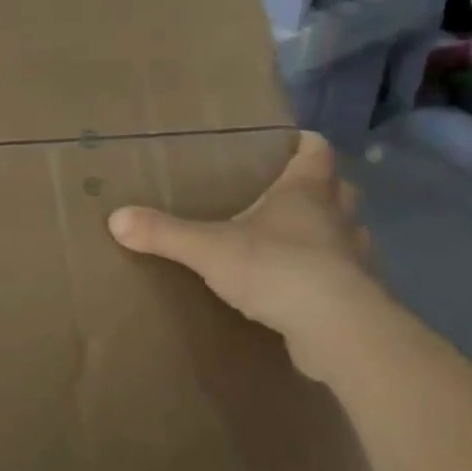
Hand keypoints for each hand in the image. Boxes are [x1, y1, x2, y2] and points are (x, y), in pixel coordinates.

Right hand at [107, 132, 377, 350]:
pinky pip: (341, 275)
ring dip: (326, 232)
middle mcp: (337, 219)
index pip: (317, 152)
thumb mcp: (207, 248)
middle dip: (317, 187)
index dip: (305, 143)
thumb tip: (115, 219)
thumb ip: (163, 232)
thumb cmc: (276, 269)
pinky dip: (323, 274)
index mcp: (305, 193)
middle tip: (284, 190)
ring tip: (292, 239)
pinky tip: (298, 286)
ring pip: (345, 233)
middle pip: (338, 190)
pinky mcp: (356, 297)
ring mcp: (353, 259)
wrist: (337, 330)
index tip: (290, 140)